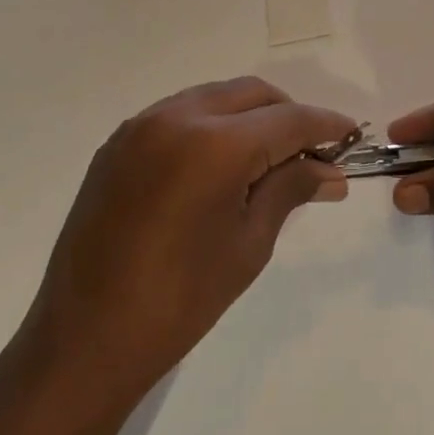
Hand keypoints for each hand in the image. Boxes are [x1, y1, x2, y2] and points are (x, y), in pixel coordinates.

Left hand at [20, 78, 353, 398]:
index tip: (349, 134)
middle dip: (287, 114)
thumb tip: (331, 172)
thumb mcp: (248, 244)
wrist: (84, 340)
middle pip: (251, 94)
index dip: (323, 125)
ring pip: (214, 97)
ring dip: (248, 116)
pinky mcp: (118, 142)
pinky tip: (217, 165)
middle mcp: (176, 117)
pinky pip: (179, 114)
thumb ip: (290, 190)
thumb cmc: (179, 300)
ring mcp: (141, 125)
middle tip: (309, 152)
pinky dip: (210, 125)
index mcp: (214, 144)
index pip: (287, 119)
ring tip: (266, 159)